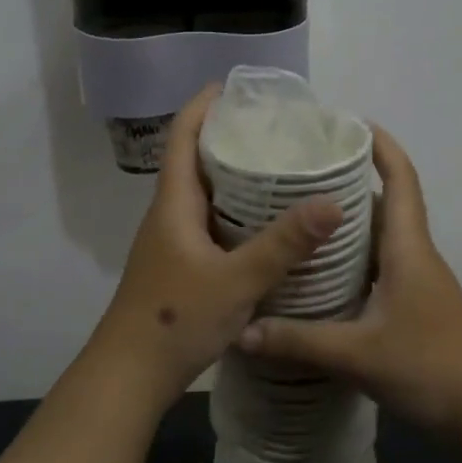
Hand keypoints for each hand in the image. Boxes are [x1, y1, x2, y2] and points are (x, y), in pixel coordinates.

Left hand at [87, 84, 343, 405]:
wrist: (130, 374)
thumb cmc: (176, 319)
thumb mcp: (237, 280)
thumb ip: (284, 243)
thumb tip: (331, 202)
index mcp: (173, 204)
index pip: (182, 137)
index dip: (202, 106)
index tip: (233, 87)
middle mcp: (168, 215)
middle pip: (193, 161)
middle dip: (226, 138)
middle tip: (272, 129)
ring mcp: (170, 242)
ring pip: (201, 195)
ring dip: (230, 177)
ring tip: (275, 168)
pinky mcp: (177, 266)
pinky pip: (206, 223)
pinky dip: (232, 212)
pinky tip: (262, 225)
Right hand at [237, 125, 461, 436]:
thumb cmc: (431, 366)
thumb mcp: (358, 354)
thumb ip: (299, 341)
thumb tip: (240, 330)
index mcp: (408, 249)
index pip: (401, 180)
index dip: (382, 147)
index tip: (351, 124)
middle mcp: (414, 257)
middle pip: (386, 205)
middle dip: (350, 182)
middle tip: (301, 174)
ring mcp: (417, 285)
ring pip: (380, 240)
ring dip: (349, 225)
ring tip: (300, 218)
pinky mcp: (414, 311)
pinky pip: (378, 270)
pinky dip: (352, 262)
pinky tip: (319, 277)